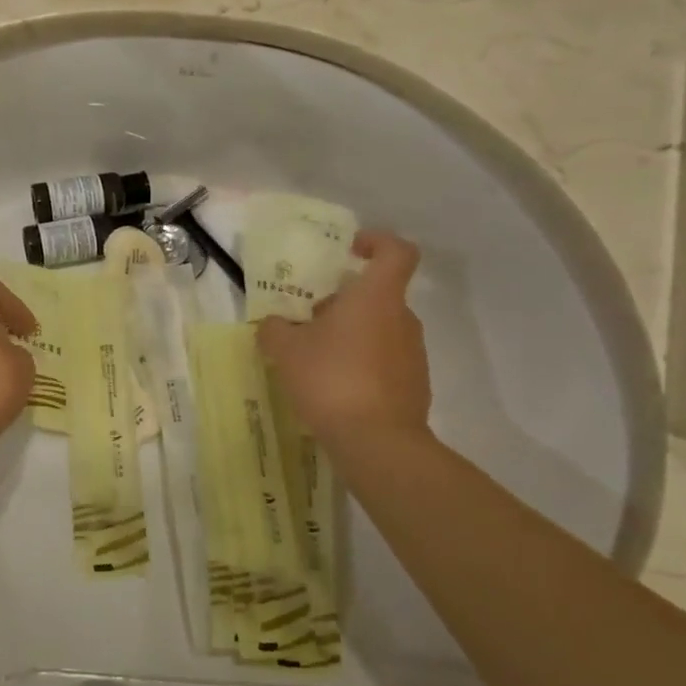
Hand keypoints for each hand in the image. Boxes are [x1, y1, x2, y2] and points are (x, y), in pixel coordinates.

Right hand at [257, 231, 431, 446]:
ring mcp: (413, 355)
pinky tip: (334, 390)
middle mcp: (402, 320)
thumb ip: (274, 330)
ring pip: (380, 330)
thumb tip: (272, 324)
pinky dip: (362, 366)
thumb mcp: (286, 351)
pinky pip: (385, 362)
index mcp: (376, 298)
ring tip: (316, 360)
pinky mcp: (414, 387)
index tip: (350, 251)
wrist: (377, 442)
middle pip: (378, 295)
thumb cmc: (331, 379)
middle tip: (310, 320)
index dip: (376, 242)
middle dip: (345, 302)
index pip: (396, 252)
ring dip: (351, 336)